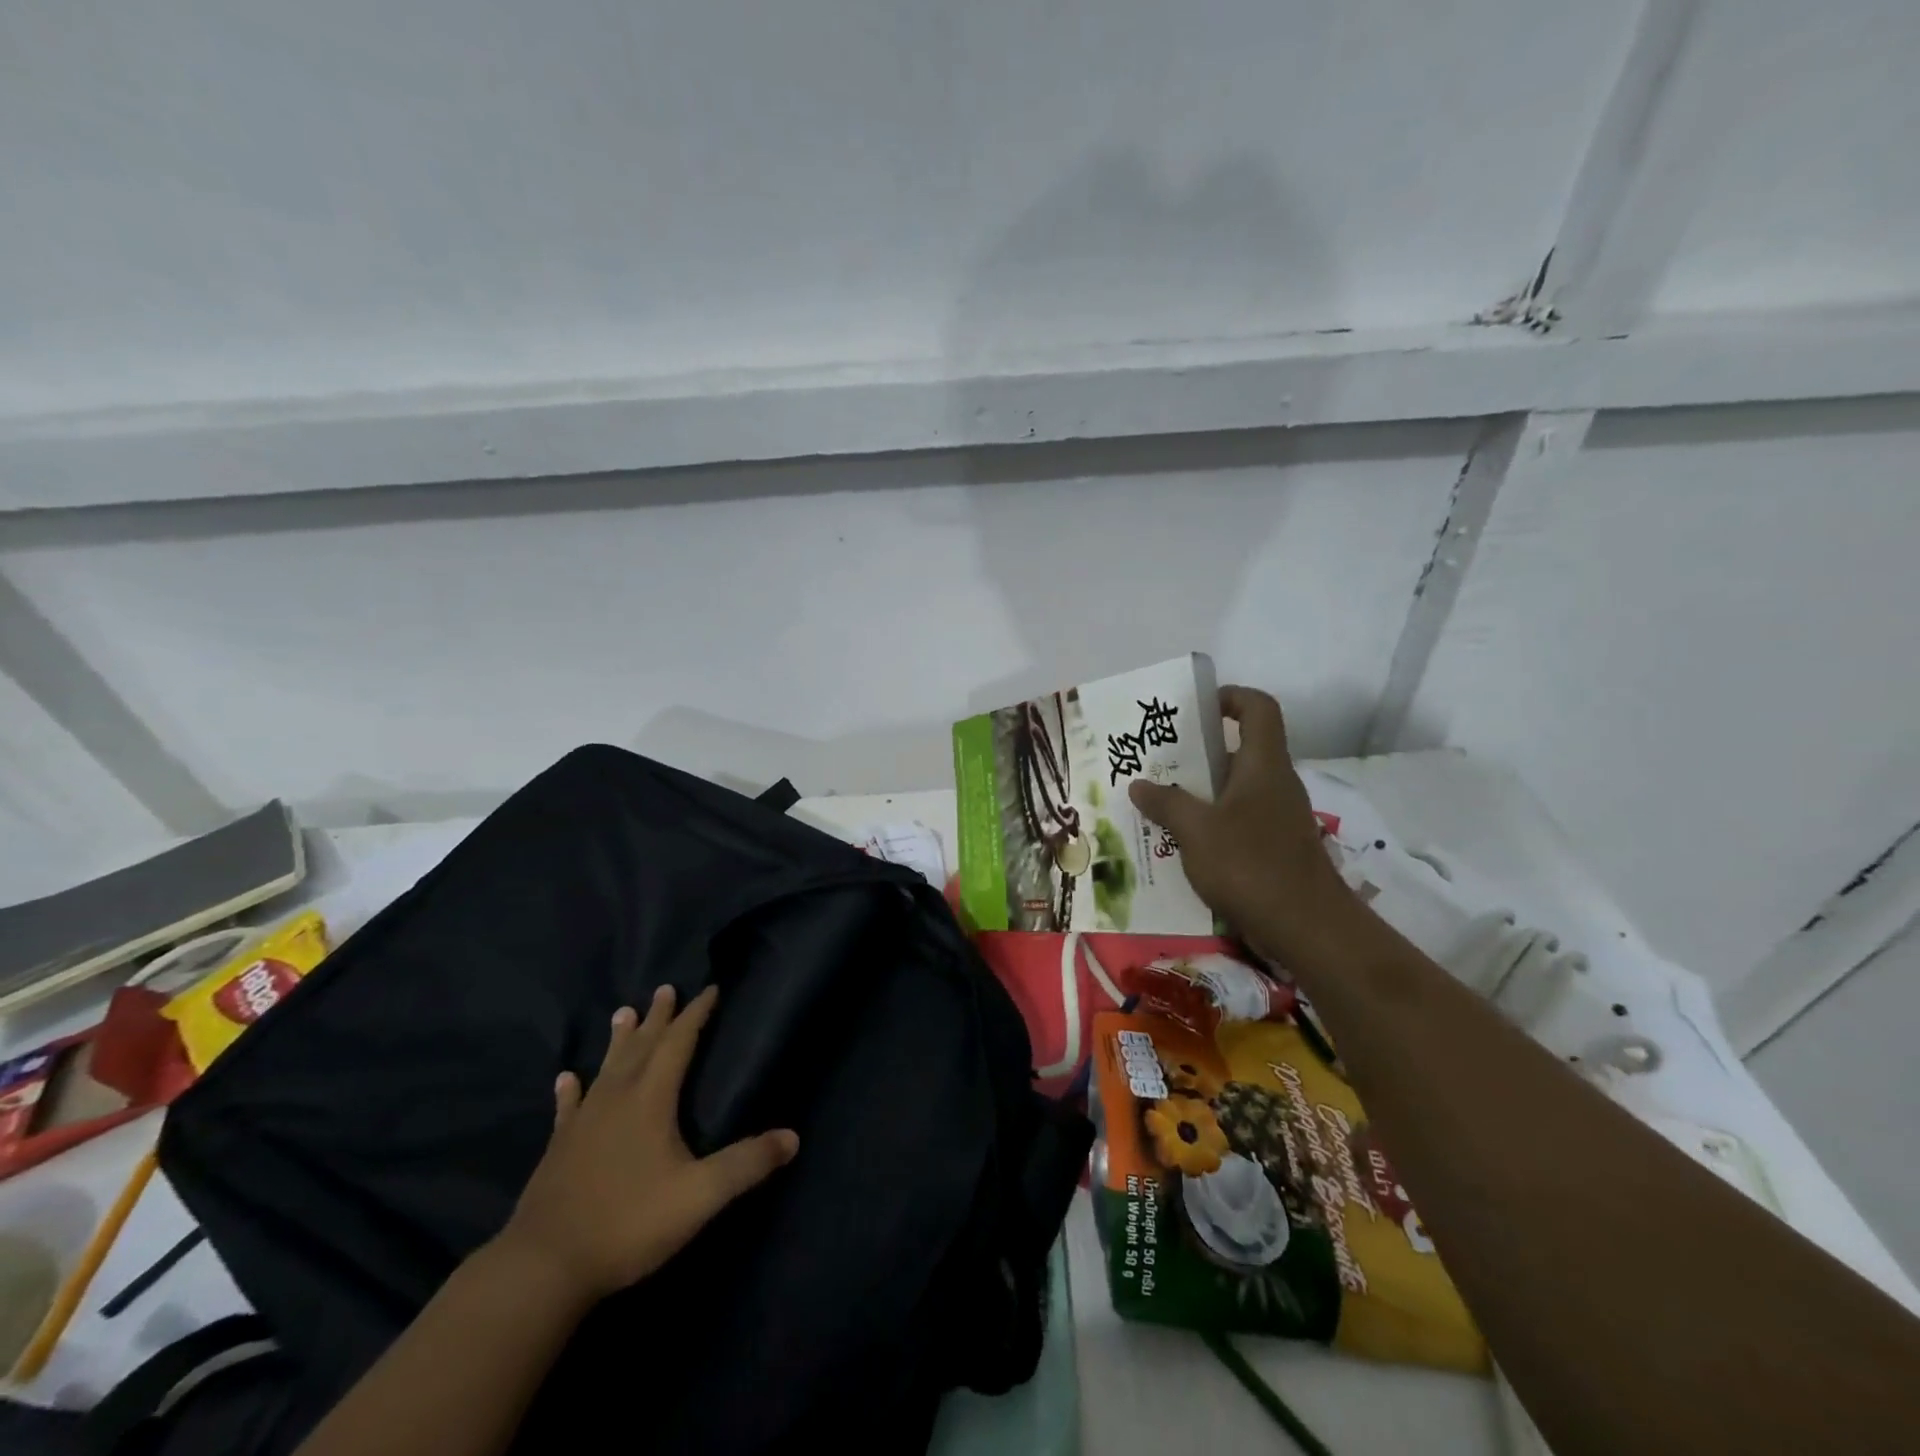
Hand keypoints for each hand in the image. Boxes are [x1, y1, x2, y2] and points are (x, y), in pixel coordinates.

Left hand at [498, 986, 798, 1304]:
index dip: (696, 1015)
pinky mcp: (559, 1148)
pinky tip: (566, 1078)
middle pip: (642, 1046)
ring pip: (606, 1068)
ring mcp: (583, 1122)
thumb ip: (746, 1164)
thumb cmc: (628, 1223)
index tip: (710, 989)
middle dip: (659, 1017)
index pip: (678, 1043)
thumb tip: (793, 1137)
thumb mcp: (699, 1197)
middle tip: (666, 988)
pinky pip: (568, 1107)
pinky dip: (571, 1089)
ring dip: (619, 1040)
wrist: (544, 1267)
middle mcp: (617, 1098)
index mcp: (651, 1100)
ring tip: (623, 1012)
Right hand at [1128, 686, 1353, 963]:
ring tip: (1159, 800)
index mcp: (1263, 764)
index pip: (1258, 708)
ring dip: (1201, 791)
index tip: (1195, 708)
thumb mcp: (1196, 831)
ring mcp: (1278, 817)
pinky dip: (1212, 822)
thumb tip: (1138, 784)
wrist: (1309, 928)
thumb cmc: (1251, 865)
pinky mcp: (1276, 848)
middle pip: (1241, 749)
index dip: (1230, 697)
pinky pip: (1239, 820)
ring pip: (1236, 789)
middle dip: (1199, 751)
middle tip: (1158, 759)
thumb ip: (1166, 803)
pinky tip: (1181, 842)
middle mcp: (1275, 783)